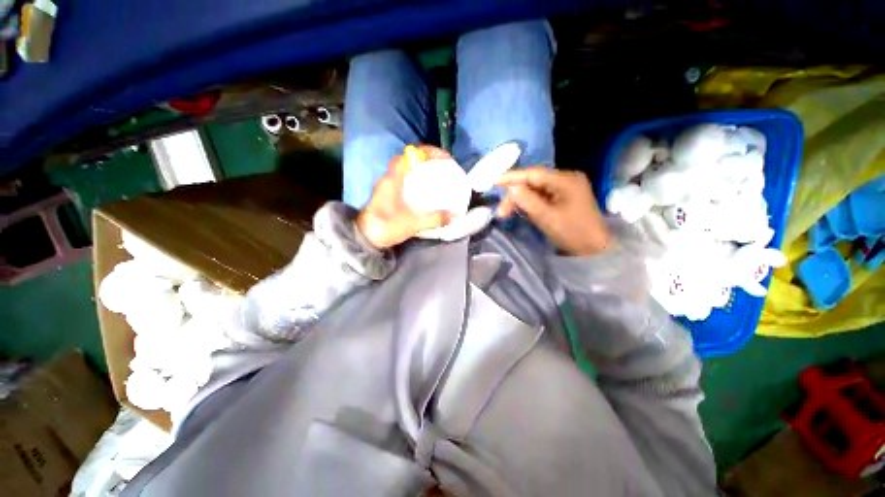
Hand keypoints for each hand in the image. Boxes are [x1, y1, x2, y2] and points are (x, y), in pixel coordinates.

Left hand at [356, 145, 452, 249]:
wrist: (365, 238)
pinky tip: (425, 195)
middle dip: (426, 161)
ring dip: (420, 172)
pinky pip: (404, 183)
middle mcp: (389, 179)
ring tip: (436, 180)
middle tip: (442, 168)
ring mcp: (387, 188)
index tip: (443, 157)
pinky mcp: (387, 197)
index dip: (427, 151)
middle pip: (409, 161)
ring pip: (406, 173)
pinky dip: (415, 184)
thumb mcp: (413, 223)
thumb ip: (434, 219)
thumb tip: (453, 215)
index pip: (409, 154)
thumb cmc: (386, 226)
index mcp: (393, 179)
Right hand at [497, 168, 611, 255]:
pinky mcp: (564, 197)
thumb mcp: (547, 217)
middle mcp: (566, 179)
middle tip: (502, 212)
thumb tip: (510, 188)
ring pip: (536, 189)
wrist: (595, 249)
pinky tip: (522, 211)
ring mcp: (566, 188)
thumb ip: (528, 201)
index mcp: (566, 180)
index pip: (533, 174)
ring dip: (521, 200)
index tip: (493, 181)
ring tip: (508, 213)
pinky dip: (530, 203)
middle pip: (533, 181)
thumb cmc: (573, 233)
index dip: (512, 177)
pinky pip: (542, 196)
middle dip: (515, 195)